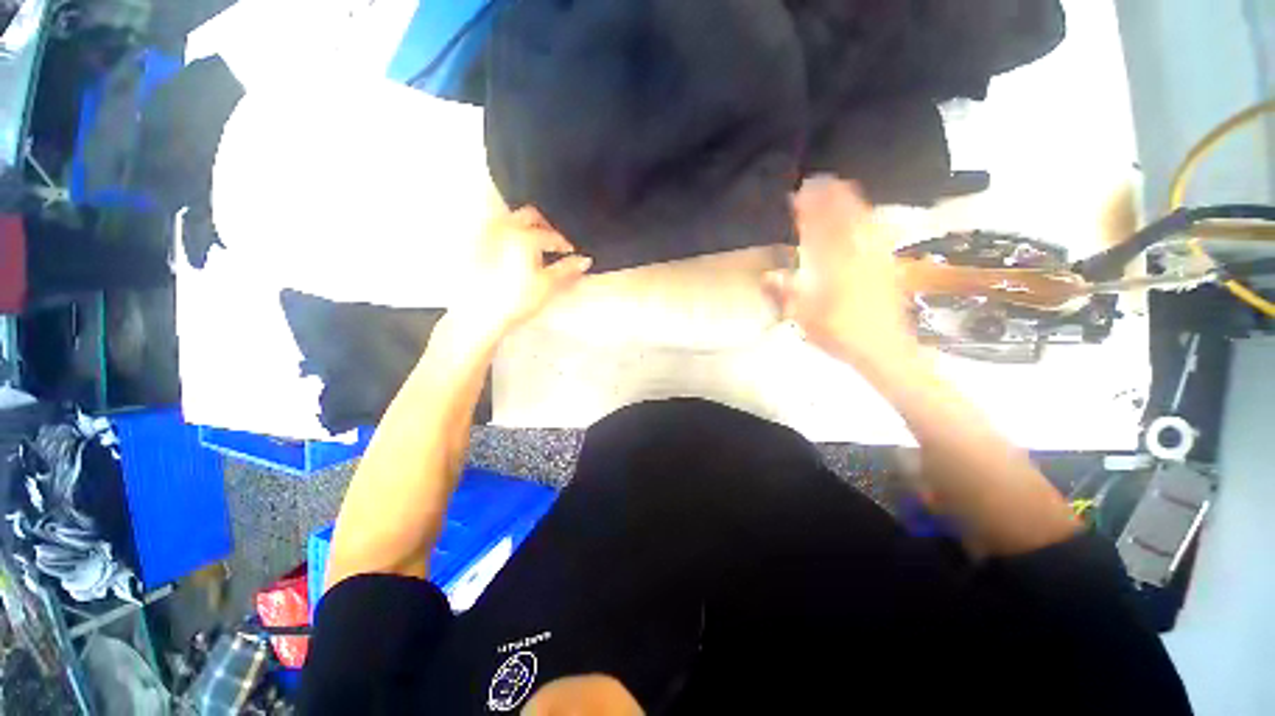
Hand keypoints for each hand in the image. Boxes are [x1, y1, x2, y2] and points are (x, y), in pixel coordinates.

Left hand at [453, 206, 591, 345]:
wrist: (479, 316)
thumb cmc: (510, 301)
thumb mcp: (547, 286)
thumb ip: (567, 269)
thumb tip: (583, 261)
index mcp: (522, 236)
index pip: (550, 234)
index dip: (563, 242)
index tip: (569, 250)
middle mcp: (501, 230)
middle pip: (528, 216)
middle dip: (543, 226)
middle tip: (552, 240)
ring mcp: (483, 237)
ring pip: (507, 219)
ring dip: (522, 226)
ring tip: (530, 242)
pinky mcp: (471, 248)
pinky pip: (490, 231)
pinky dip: (503, 235)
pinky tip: (506, 250)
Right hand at [764, 177, 917, 370]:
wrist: (882, 348)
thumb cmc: (837, 333)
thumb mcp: (803, 317)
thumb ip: (785, 293)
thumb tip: (767, 275)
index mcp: (831, 266)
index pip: (816, 229)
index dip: (808, 209)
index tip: (799, 192)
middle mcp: (854, 255)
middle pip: (842, 217)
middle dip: (829, 196)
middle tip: (818, 181)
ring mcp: (874, 257)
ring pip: (862, 220)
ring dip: (849, 200)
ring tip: (839, 187)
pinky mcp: (887, 263)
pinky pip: (876, 231)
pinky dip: (867, 216)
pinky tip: (865, 213)